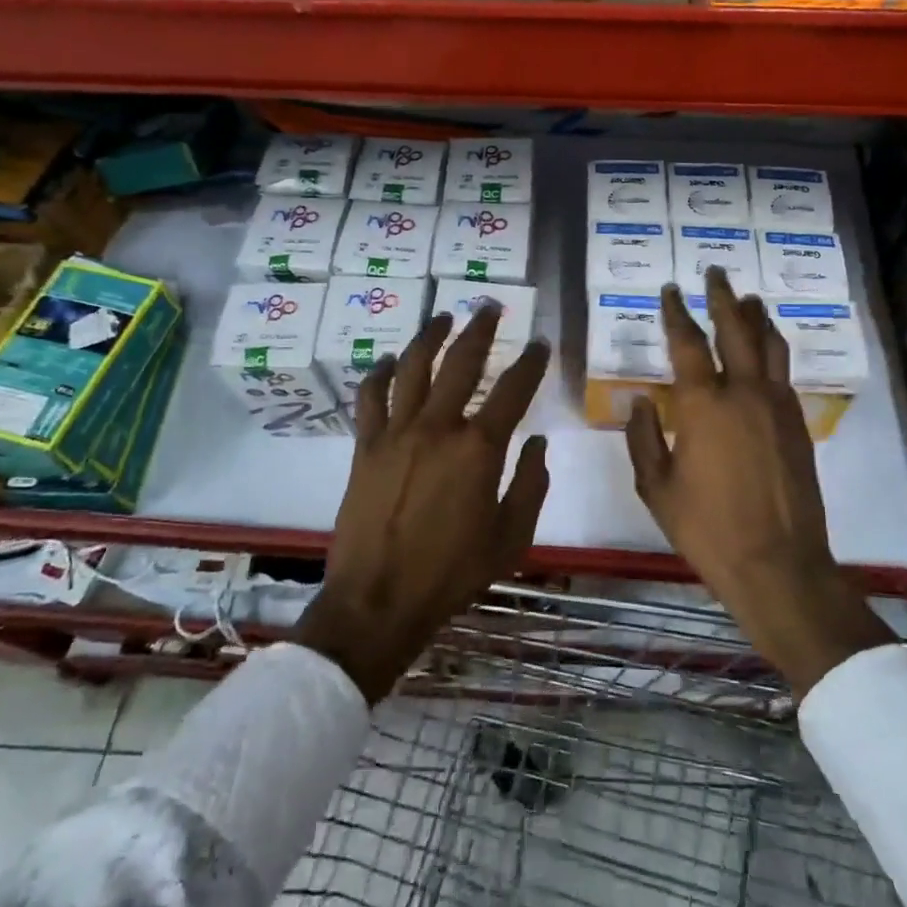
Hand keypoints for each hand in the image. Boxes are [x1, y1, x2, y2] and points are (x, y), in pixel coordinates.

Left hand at [294, 305, 550, 702]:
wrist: (379, 600)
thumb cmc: (452, 573)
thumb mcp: (510, 538)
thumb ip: (530, 485)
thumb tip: (538, 443)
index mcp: (479, 449)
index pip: (513, 390)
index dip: (531, 362)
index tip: (540, 343)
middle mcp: (438, 428)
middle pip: (461, 362)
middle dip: (480, 329)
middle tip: (490, 306)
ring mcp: (397, 433)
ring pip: (413, 367)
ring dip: (431, 336)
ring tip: (444, 316)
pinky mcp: (366, 446)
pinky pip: (371, 397)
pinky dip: (380, 373)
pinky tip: (390, 359)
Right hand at [626, 267, 891, 695]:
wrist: (777, 563)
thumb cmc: (706, 528)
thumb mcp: (656, 487)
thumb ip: (643, 438)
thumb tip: (641, 400)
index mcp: (703, 405)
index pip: (687, 343)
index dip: (677, 312)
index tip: (671, 290)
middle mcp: (744, 393)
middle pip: (736, 329)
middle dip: (723, 297)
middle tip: (715, 272)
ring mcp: (777, 405)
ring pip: (770, 345)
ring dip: (757, 316)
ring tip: (748, 298)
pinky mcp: (797, 424)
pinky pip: (785, 372)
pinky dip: (775, 349)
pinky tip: (768, 350)